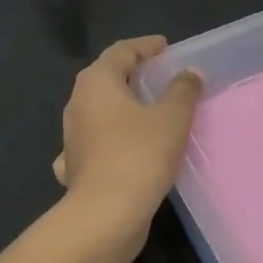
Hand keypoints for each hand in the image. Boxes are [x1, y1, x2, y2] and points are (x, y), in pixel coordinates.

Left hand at [54, 36, 202, 251]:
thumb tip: (190, 72)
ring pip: (98, 108)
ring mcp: (72, 134)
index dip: (145, 46)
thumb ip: (183, 91)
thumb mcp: (171, 119)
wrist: (104, 216)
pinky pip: (95, 139)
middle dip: (132, 72)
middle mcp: (78, 102)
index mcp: (97, 82)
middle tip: (159, 74)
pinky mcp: (75, 163)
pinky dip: (110, 135)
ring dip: (121, 104)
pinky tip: (121, 144)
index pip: (121, 51)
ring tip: (148, 108)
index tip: (165, 47)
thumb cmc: (139, 156)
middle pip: (106, 76)